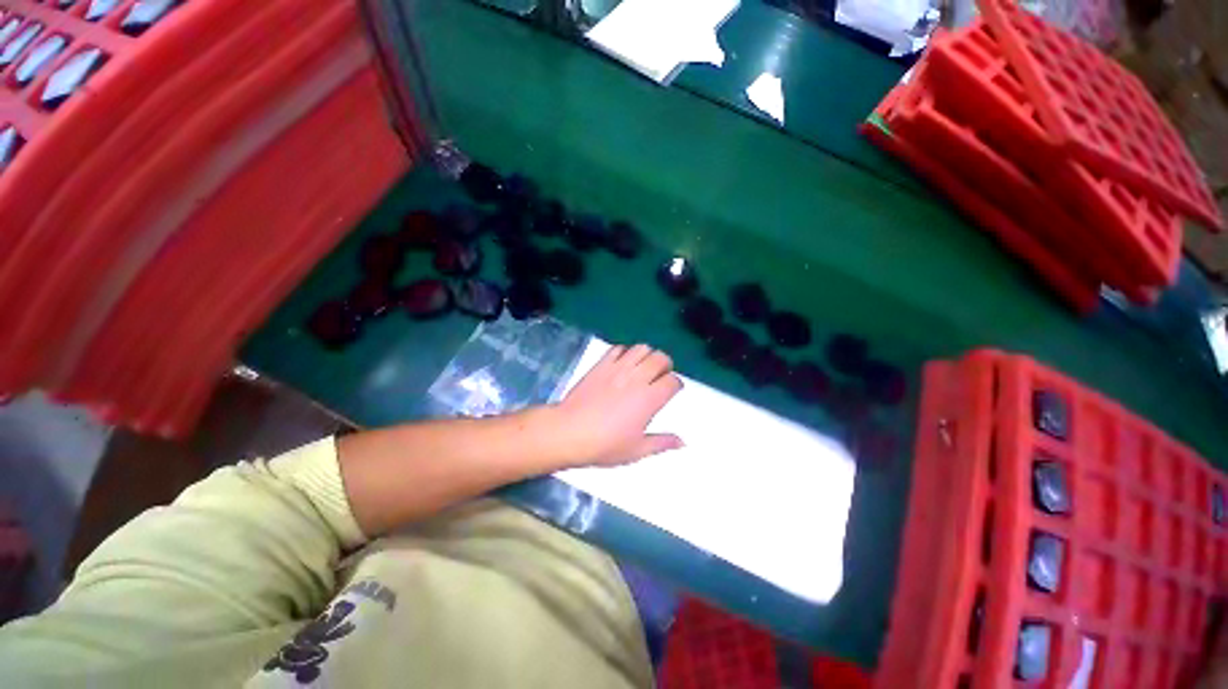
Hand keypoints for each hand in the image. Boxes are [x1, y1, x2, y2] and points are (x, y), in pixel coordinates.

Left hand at [553, 344, 683, 467]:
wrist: (569, 432)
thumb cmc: (604, 444)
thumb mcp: (636, 450)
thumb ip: (661, 443)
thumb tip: (682, 442)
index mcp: (649, 399)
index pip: (673, 381)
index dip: (676, 384)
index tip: (671, 390)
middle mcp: (637, 378)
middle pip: (661, 358)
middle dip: (666, 365)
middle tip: (660, 376)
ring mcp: (618, 368)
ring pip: (642, 348)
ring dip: (647, 355)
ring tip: (643, 367)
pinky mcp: (601, 364)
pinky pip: (618, 348)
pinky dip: (625, 351)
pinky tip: (623, 363)